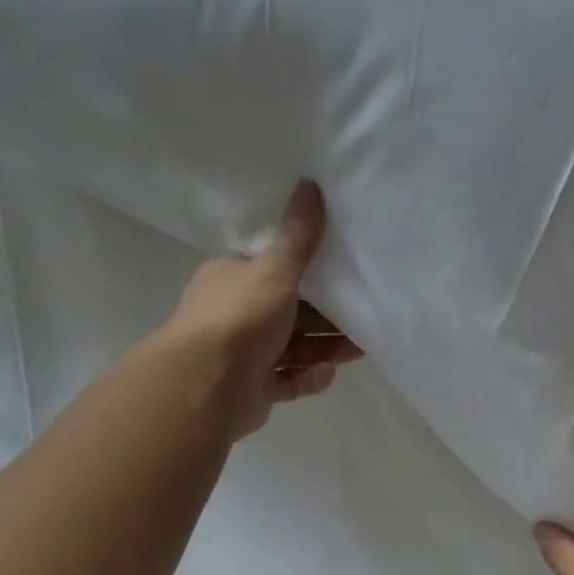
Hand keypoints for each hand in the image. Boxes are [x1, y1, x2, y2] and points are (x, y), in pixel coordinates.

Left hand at [145, 180, 361, 438]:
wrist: (208, 386)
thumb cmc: (241, 319)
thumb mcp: (274, 270)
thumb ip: (298, 237)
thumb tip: (310, 184)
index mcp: (234, 279)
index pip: (274, 270)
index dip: (309, 273)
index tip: (344, 275)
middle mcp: (238, 316)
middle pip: (291, 314)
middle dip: (327, 318)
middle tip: (364, 317)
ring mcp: (246, 356)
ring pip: (295, 349)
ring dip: (326, 349)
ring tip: (360, 349)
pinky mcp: (257, 390)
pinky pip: (290, 381)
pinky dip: (310, 378)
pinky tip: (328, 374)